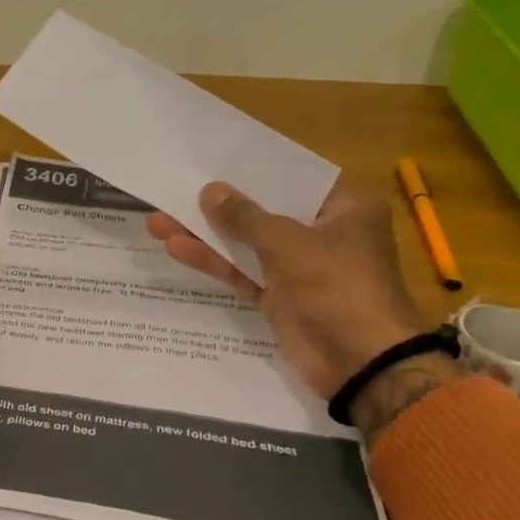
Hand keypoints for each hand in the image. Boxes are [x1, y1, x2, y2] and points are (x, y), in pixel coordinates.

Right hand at [147, 180, 445, 404]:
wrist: (360, 363)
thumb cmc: (336, 286)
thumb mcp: (287, 242)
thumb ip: (244, 216)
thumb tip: (210, 191)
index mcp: (345, 208)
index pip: (293, 176)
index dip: (252, 167)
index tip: (213, 156)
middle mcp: (323, 231)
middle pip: (263, 210)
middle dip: (218, 204)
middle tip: (177, 188)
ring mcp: (300, 266)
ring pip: (246, 242)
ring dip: (206, 233)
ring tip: (158, 222)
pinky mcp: (280, 295)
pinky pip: (242, 271)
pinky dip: (214, 261)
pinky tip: (177, 247)